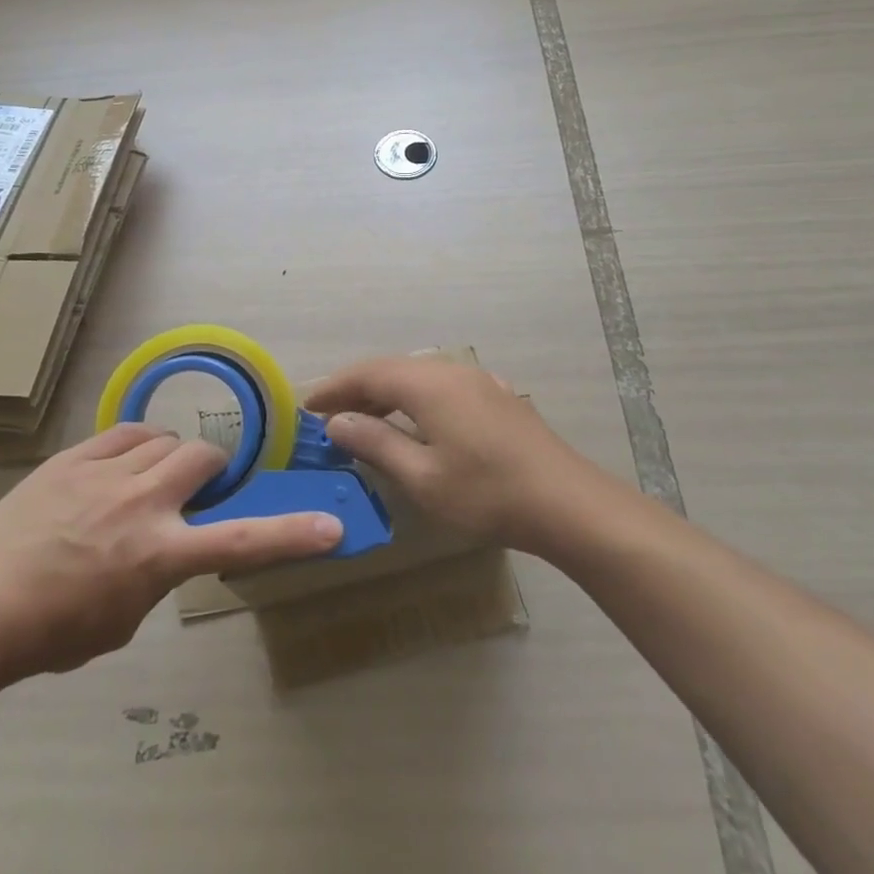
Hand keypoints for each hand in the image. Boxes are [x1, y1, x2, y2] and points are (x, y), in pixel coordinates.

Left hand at [0, 424, 341, 693]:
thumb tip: (166, 545)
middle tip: (195, 491)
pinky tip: (124, 463)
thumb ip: (158, 575)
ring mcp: (106, 473)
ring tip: (151, 478)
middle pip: (203, 457)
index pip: (241, 540)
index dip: (291, 535)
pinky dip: (138, 444)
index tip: (330, 527)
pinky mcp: (74, 457)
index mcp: (159, 553)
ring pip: (165, 438)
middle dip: (212, 470)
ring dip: (172, 457)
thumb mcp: (123, 619)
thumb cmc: (52, 632)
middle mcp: (142, 502)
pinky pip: (126, 431)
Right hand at [305, 357, 610, 555]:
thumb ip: (376, 443)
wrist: (566, 503)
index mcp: (427, 384)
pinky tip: (418, 421)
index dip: (334, 387)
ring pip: (419, 376)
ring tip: (365, 420)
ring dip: (387, 394)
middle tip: (329, 415)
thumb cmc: (486, 493)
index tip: (306, 406)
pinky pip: (443, 387)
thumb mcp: (421, 476)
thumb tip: (338, 422)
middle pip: (392, 370)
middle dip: (357, 389)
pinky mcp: (497, 398)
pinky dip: (417, 399)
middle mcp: (451, 371)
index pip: (367, 373)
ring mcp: (479, 382)